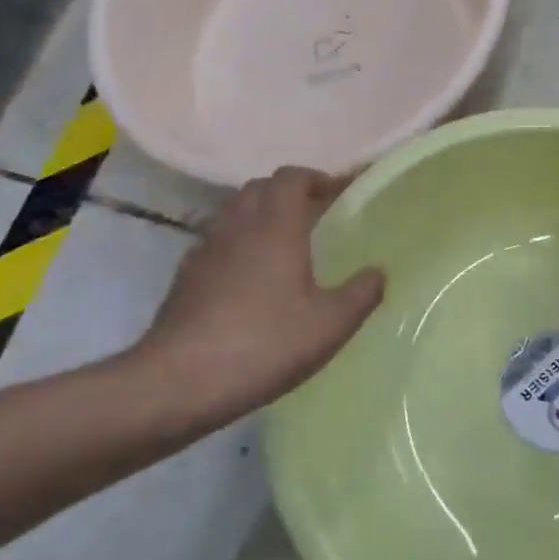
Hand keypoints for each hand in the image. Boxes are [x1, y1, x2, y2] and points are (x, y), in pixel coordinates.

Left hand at [125, 167, 384, 434]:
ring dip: (260, 214)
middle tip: (315, 216)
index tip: (339, 193)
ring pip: (235, 210)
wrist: (180, 381)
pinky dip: (237, 241)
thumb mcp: (329, 325)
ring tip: (283, 242)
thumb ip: (361, 294)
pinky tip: (248, 275)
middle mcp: (238, 224)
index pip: (292, 178)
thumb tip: (378, 272)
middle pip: (261, 187)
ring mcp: (206, 247)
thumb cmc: (263, 344)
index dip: (317, 179)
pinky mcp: (186, 273)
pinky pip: (217, 238)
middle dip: (289, 193)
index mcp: (276, 225)